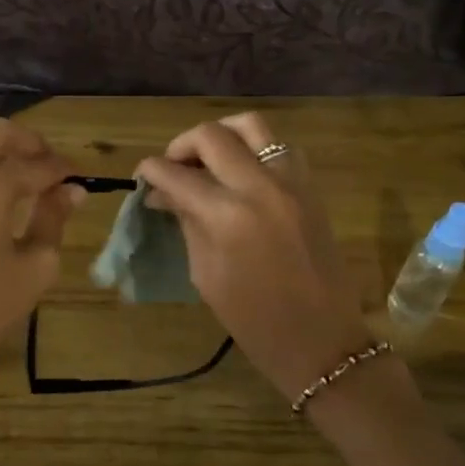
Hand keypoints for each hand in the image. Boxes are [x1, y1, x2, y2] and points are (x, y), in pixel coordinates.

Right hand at [137, 113, 376, 399]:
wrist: (323, 340)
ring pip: (251, 125)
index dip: (151, 170)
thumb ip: (186, 222)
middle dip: (182, 145)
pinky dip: (254, 148)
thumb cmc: (254, 321)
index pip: (177, 174)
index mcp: (227, 216)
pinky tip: (241, 173)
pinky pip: (279, 146)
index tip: (141, 177)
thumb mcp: (206, 274)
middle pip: (212, 135)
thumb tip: (163, 193)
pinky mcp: (310, 187)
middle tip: (173, 168)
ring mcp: (290, 182)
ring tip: (208, 159)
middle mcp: (260, 186)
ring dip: (221, 135)